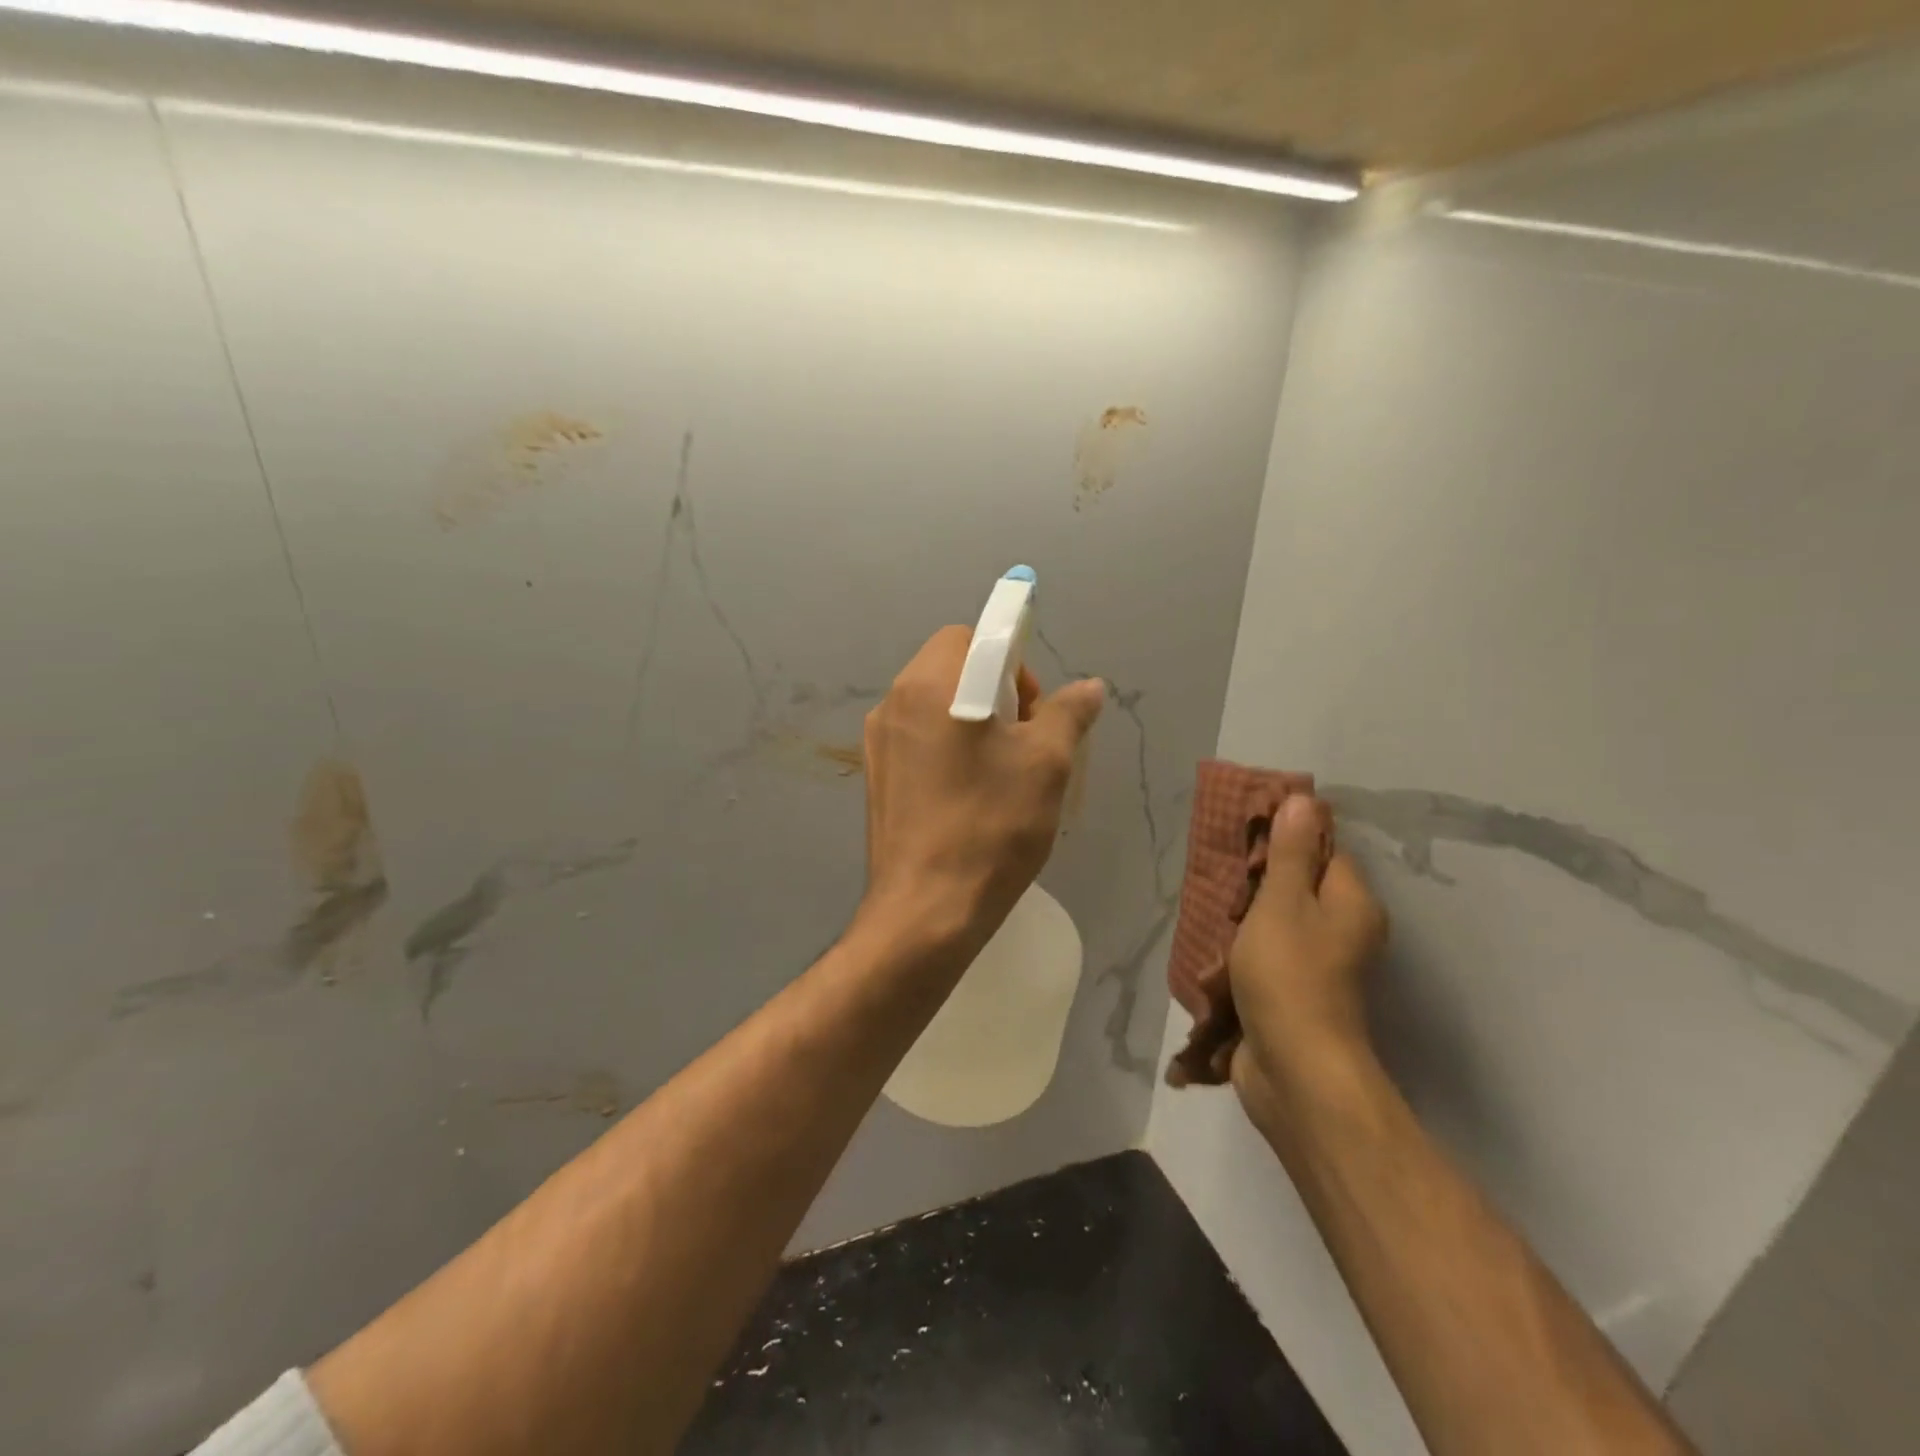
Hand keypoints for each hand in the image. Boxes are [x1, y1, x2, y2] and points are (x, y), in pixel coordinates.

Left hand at [858, 626, 1104, 954]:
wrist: (926, 912)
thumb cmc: (991, 827)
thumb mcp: (1047, 765)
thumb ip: (1069, 713)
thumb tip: (1089, 687)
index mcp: (930, 684)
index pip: (973, 636)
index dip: (1013, 662)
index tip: (1031, 710)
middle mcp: (894, 702)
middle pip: (952, 667)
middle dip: (996, 691)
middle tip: (1024, 743)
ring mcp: (878, 742)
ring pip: (935, 705)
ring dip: (973, 721)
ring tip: (1001, 774)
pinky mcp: (876, 776)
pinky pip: (919, 739)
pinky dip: (949, 747)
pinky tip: (970, 795)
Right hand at [1228, 794, 1388, 1136]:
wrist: (1294, 1070)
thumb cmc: (1290, 975)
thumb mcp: (1283, 903)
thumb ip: (1290, 853)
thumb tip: (1304, 799)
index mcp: (1352, 904)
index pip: (1325, 851)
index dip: (1287, 839)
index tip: (1244, 836)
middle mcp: (1344, 932)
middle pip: (1299, 887)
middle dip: (1257, 881)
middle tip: (1219, 874)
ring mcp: (1320, 968)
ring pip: (1278, 923)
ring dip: (1245, 918)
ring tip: (1209, 907)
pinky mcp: (1293, 994)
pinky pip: (1267, 956)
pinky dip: (1242, 951)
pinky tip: (1213, 948)